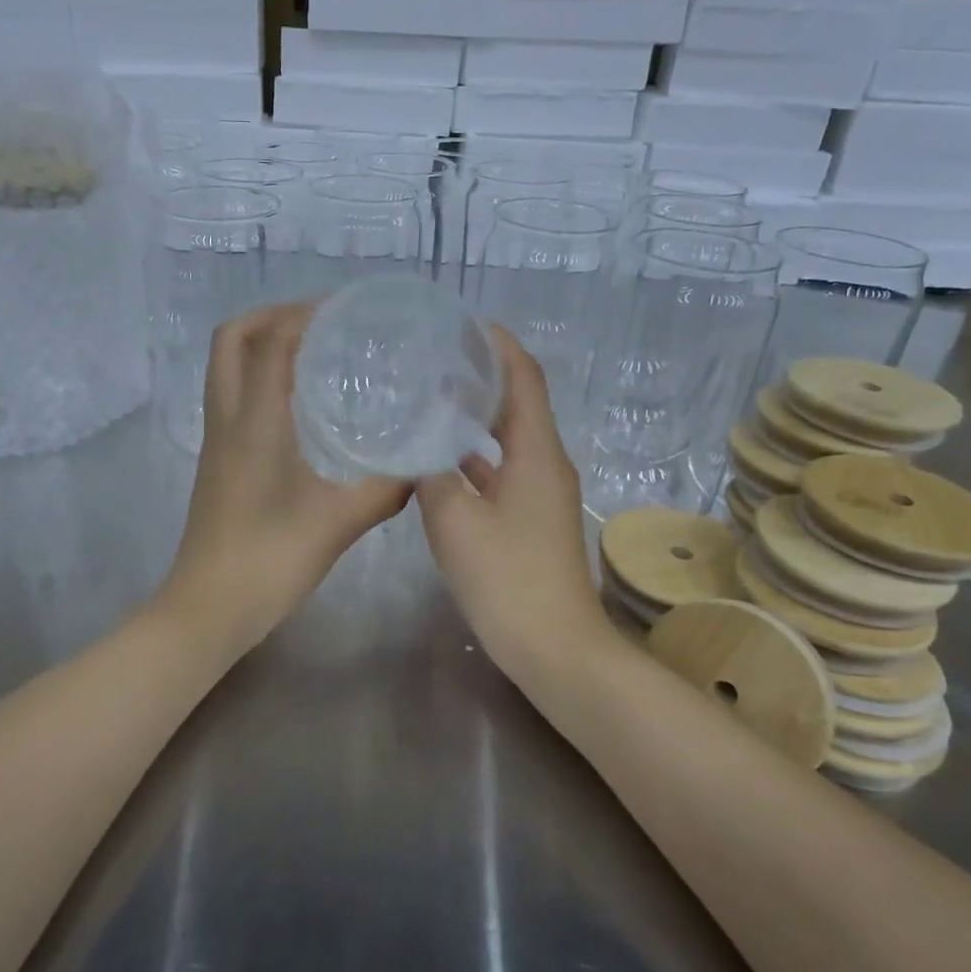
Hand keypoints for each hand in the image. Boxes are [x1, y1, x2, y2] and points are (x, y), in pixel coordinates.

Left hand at [155, 302, 409, 655]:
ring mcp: (217, 440)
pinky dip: (261, 378)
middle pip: (231, 340)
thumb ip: (385, 490)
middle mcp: (227, 419)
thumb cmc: (268, 561)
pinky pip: (234, 396)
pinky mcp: (219, 460)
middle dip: (272, 317)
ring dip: (263, 345)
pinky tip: (302, 406)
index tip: (345, 309)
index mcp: (252, 423)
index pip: (269, 342)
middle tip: (321, 323)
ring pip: (227, 367)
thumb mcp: (337, 523)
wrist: (209, 608)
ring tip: (315, 353)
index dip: (303, 313)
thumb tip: (422, 465)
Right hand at [416, 328, 616, 677]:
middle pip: (518, 403)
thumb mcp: (454, 520)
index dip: (500, 345)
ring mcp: (541, 493)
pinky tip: (438, 459)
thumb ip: (431, 473)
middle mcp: (545, 463)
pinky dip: (475, 455)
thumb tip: (417, 443)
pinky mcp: (531, 518)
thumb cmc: (507, 578)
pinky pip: (502, 470)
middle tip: (435, 357)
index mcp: (536, 452)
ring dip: (476, 416)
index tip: (463, 324)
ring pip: (508, 438)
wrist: (554, 647)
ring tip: (431, 397)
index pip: (525, 378)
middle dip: (483, 374)